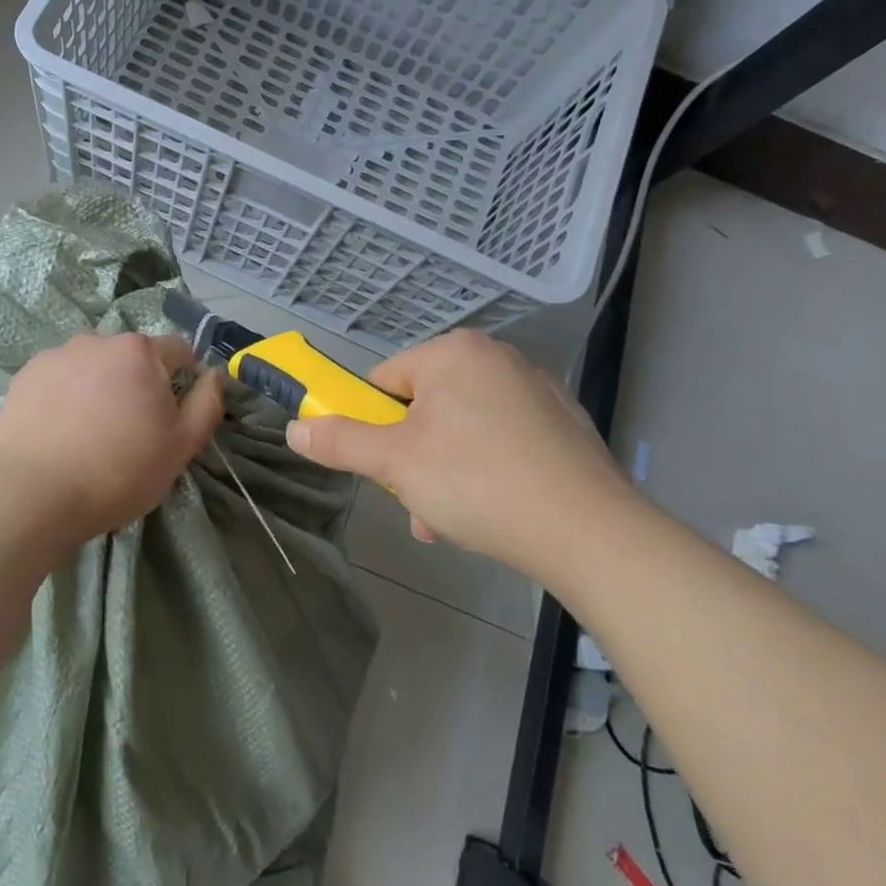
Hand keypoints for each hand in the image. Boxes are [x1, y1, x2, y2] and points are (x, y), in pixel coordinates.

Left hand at [0, 332, 224, 543]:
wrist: (33, 493)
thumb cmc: (119, 470)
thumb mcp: (181, 446)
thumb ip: (207, 403)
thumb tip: (213, 374)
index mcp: (140, 351)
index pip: (179, 350)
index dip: (184, 379)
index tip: (172, 415)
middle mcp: (98, 340)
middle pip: (132, 356)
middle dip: (138, 382)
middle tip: (129, 430)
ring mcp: (57, 355)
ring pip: (94, 365)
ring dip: (100, 385)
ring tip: (89, 432)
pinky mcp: (26, 375)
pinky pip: (60, 378)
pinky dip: (66, 395)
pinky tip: (60, 431)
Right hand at [284, 330, 637, 574]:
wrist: (591, 533)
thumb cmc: (478, 483)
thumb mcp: (395, 464)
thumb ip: (339, 441)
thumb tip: (294, 428)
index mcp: (454, 352)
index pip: (384, 380)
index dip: (371, 425)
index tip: (380, 467)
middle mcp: (496, 358)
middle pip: (423, 407)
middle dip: (410, 458)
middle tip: (415, 501)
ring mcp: (535, 390)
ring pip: (461, 430)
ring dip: (443, 473)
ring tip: (450, 521)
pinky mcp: (562, 424)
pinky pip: (501, 441)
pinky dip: (485, 471)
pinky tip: (491, 514)